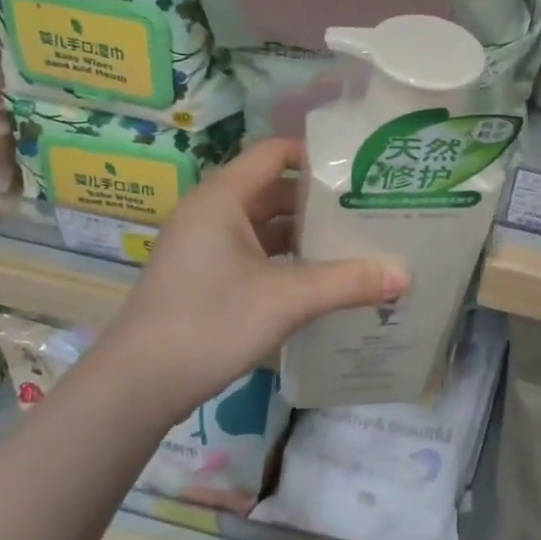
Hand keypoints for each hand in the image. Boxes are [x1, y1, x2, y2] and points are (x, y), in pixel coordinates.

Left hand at [94, 137, 403, 412]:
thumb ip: (347, 283)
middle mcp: (211, 212)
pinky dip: (285, 259)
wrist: (136, 387)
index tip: (360, 169)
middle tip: (368, 207)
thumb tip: (405, 275)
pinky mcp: (203, 277)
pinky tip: (318, 279)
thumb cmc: (209, 322)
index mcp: (223, 198)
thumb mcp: (286, 299)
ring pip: (264, 225)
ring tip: (353, 242)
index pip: (275, 153)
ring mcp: (204, 246)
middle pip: (273, 189)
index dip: (317, 154)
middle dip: (319, 200)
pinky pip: (253, 253)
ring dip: (303, 234)